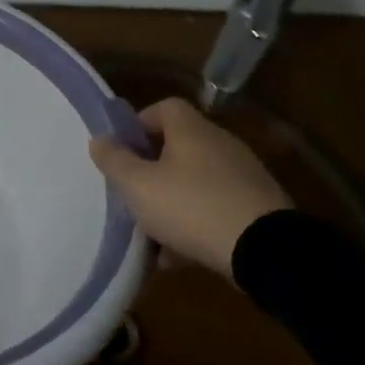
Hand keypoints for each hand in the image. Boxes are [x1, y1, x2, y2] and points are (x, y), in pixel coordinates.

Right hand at [88, 97, 291, 275]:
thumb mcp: (138, 186)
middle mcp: (221, 145)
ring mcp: (244, 177)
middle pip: (179, 147)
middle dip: (153, 170)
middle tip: (133, 194)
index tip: (123, 152)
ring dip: (173, 202)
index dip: (140, 124)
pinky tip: (178, 256)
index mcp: (192, 131)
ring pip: (196, 182)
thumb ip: (114, 161)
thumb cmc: (192, 207)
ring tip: (151, 233)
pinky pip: (216, 209)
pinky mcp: (258, 209)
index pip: (165, 107)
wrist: (266, 252)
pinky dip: (196, 225)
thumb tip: (99, 139)